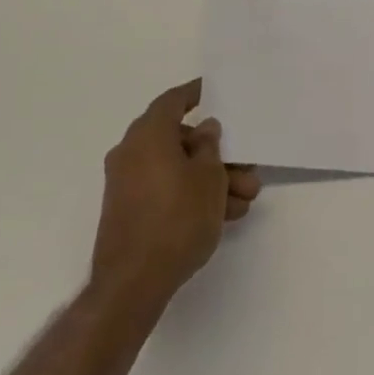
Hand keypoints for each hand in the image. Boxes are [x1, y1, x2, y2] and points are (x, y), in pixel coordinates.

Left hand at [90, 79, 260, 314]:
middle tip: (246, 168)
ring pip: (177, 169)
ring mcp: (128, 184)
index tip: (214, 90)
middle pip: (180, 140)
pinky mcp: (129, 211)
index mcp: (148, 134)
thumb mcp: (209, 178)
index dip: (195, 93)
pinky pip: (166, 191)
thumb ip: (210, 147)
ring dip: (211, 181)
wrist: (133, 284)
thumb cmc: (176, 218)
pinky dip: (192, 196)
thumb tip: (204, 130)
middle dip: (217, 154)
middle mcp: (132, 152)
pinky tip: (225, 215)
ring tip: (244, 200)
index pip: (173, 101)